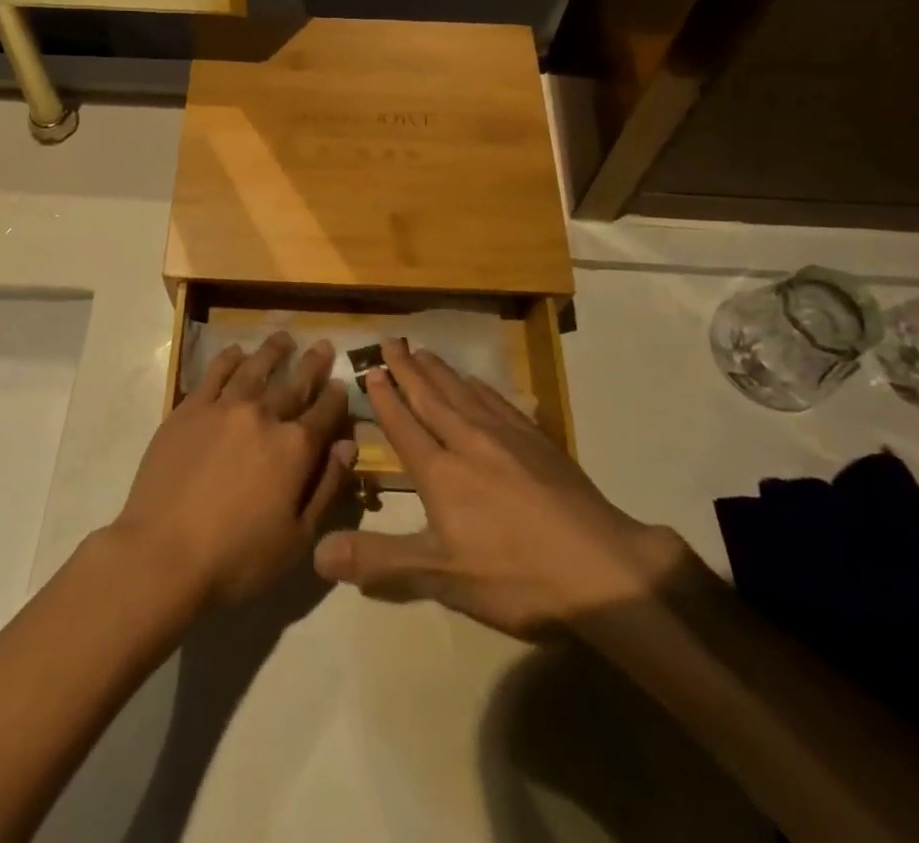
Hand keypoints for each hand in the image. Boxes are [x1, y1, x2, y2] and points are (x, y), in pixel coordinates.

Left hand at [112, 332, 353, 609]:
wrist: (163, 554)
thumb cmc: (236, 558)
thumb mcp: (297, 538)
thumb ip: (327, 487)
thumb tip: (348, 446)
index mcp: (294, 448)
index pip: (324, 413)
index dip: (336, 398)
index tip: (341, 383)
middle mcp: (263, 416)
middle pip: (294, 383)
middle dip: (312, 364)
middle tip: (322, 345)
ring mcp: (224, 408)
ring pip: (255, 368)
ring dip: (273, 351)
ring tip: (283, 338)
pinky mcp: (190, 409)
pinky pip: (214, 373)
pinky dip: (229, 359)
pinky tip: (236, 352)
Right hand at [312, 341, 690, 637]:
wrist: (600, 568)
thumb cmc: (515, 576)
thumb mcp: (442, 576)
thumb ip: (380, 561)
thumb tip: (318, 551)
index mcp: (441, 473)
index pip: (404, 426)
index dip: (385, 398)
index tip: (371, 370)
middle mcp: (468, 442)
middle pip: (431, 398)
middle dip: (408, 369)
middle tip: (390, 341)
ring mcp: (507, 437)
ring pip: (463, 393)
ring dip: (440, 371)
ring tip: (423, 351)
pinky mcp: (539, 441)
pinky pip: (499, 402)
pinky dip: (481, 387)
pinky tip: (477, 382)